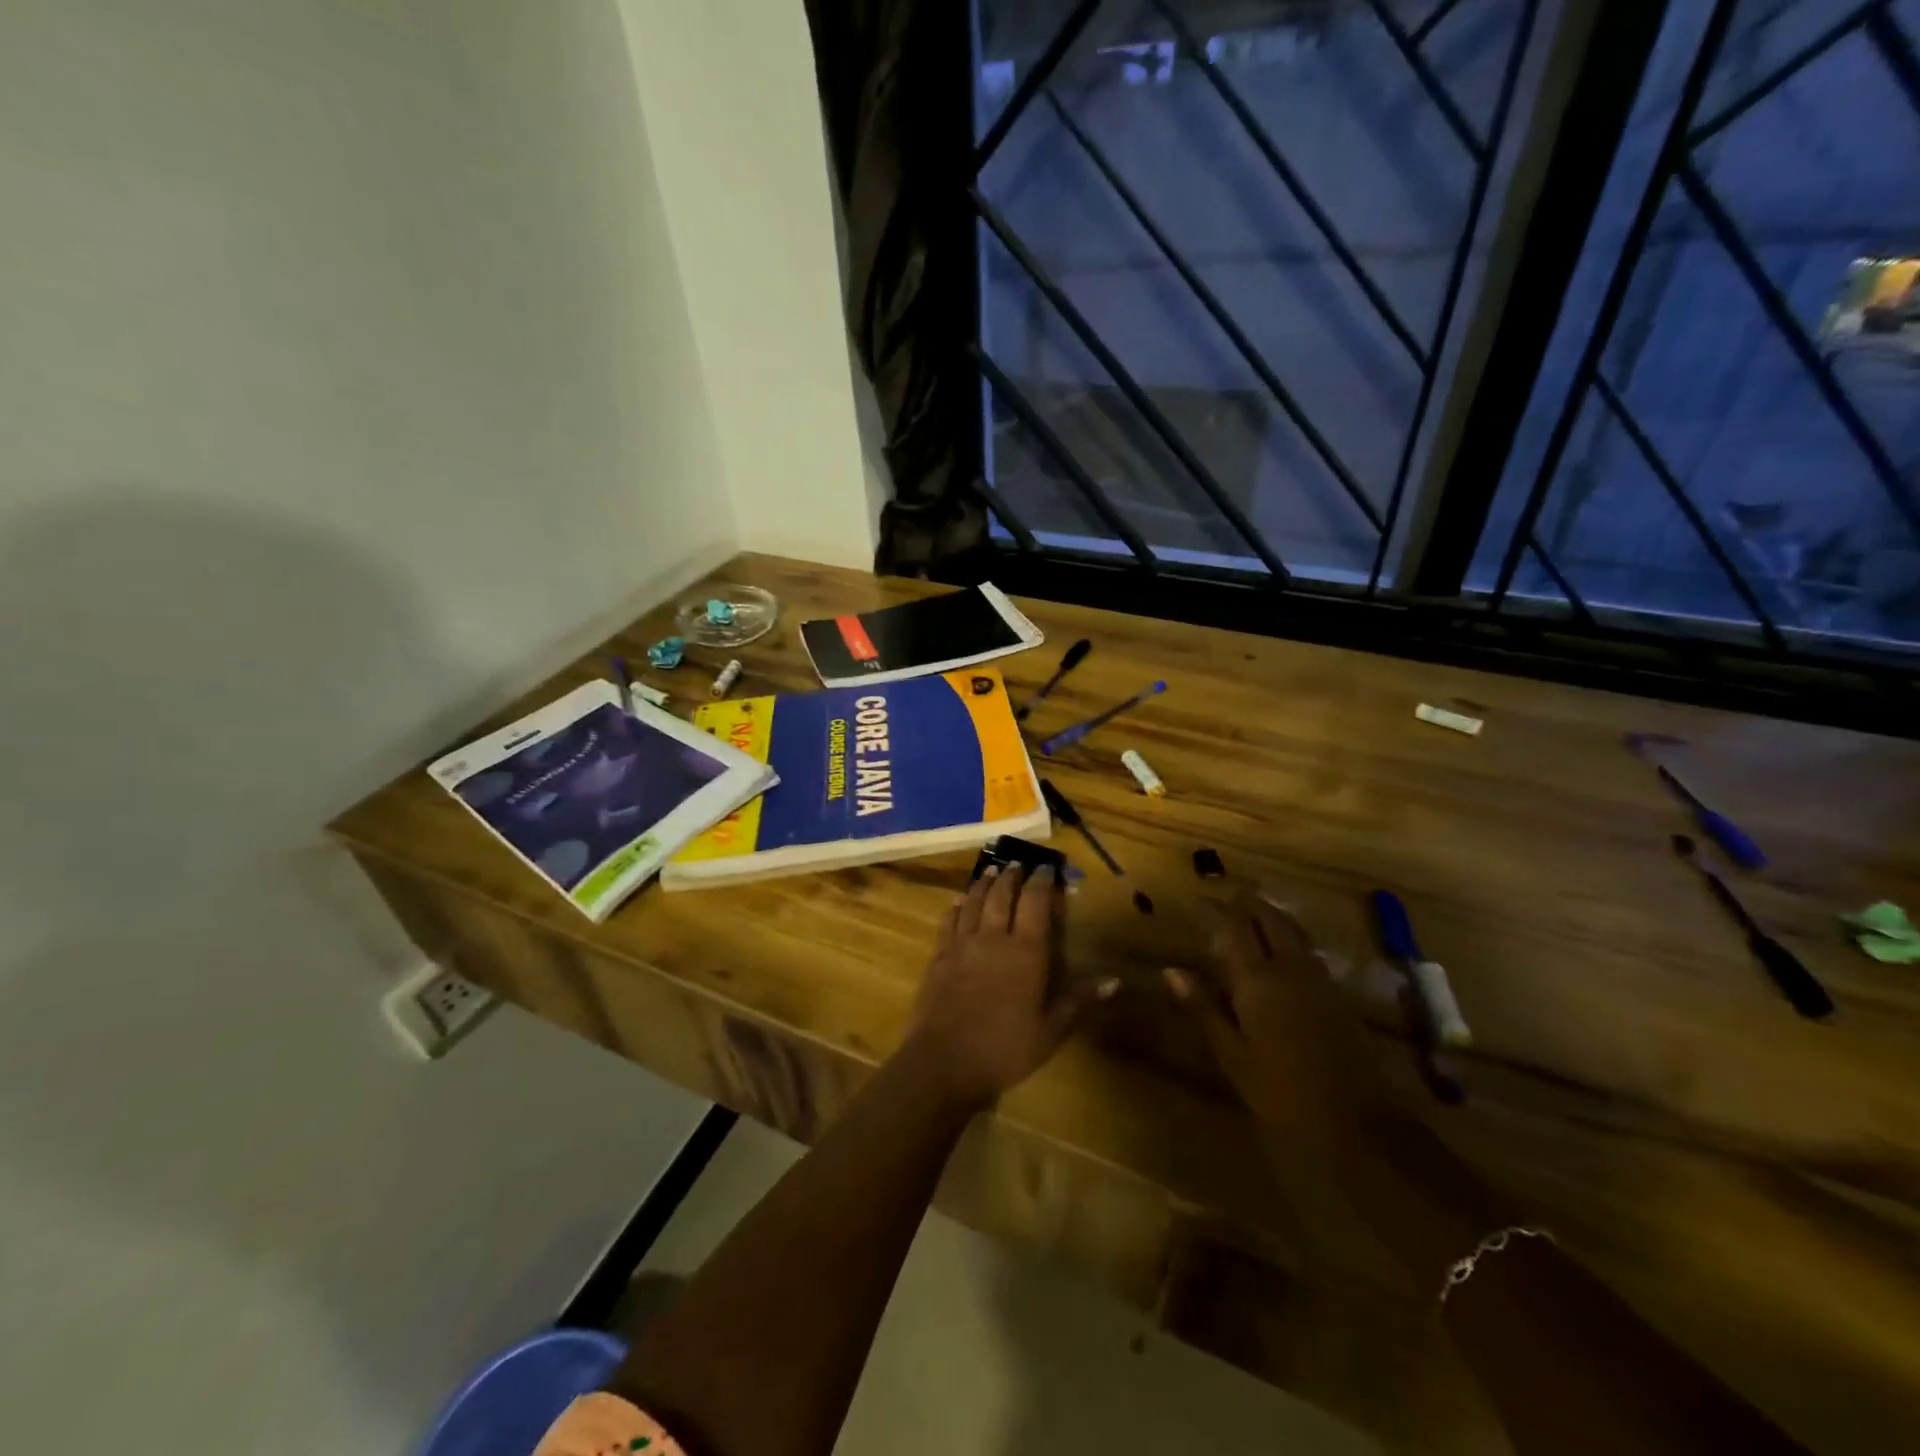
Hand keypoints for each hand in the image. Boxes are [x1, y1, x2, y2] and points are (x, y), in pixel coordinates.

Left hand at [903, 865, 1116, 1111]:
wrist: (944, 1062)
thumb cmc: (1005, 1049)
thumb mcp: (1050, 1031)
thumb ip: (1079, 1001)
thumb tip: (1115, 980)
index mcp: (1025, 952)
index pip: (1035, 903)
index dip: (1042, 882)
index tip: (1047, 868)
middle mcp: (993, 938)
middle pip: (1002, 895)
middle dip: (1012, 876)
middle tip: (1018, 864)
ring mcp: (961, 945)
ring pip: (973, 902)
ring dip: (983, 884)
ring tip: (991, 871)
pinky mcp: (938, 957)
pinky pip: (948, 921)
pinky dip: (956, 907)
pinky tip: (958, 902)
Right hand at [1165, 892, 1398, 1149]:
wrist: (1354, 1120)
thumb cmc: (1279, 1090)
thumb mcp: (1231, 1053)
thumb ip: (1203, 1007)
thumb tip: (1171, 971)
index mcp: (1258, 980)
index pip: (1235, 927)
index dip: (1216, 910)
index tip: (1199, 902)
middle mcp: (1290, 968)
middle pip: (1270, 919)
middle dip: (1249, 904)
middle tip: (1228, 899)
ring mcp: (1319, 978)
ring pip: (1294, 930)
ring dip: (1273, 916)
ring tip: (1254, 914)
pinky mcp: (1339, 994)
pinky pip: (1310, 950)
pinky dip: (1292, 937)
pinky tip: (1285, 950)